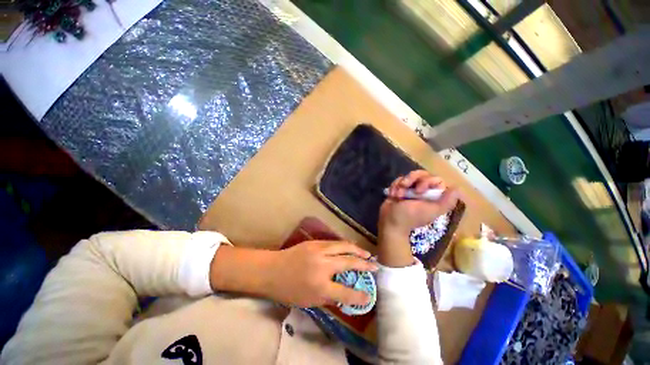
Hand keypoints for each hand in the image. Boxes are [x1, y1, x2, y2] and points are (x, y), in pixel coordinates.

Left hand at [265, 240, 377, 307]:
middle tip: (375, 266)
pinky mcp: (315, 242)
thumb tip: (346, 292)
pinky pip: (334, 243)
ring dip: (357, 250)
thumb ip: (329, 296)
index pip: (346, 291)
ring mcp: (319, 250)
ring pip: (344, 246)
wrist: (272, 270)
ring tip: (367, 254)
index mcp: (320, 286)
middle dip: (365, 264)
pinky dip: (345, 246)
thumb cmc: (288, 290)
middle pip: (349, 262)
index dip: (360, 295)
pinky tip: (350, 248)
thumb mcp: (309, 301)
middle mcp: (322, 266)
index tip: (370, 295)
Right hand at [378, 170, 458, 266]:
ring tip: (397, 195)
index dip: (426, 181)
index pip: (435, 179)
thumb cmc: (410, 217)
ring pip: (408, 176)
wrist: (390, 222)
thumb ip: (446, 202)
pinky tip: (392, 195)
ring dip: (400, 184)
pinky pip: (398, 180)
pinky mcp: (399, 189)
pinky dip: (394, 186)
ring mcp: (410, 189)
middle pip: (420, 174)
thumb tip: (457, 189)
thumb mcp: (430, 211)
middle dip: (410, 179)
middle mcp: (423, 191)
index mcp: (433, 196)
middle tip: (404, 187)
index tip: (419, 191)